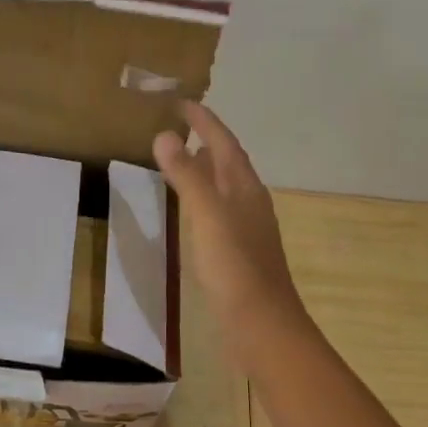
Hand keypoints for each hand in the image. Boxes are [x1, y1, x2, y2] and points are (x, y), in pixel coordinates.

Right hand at [154, 102, 305, 331]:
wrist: (262, 324)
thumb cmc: (234, 266)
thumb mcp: (207, 215)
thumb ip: (187, 175)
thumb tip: (165, 134)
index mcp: (245, 188)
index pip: (224, 143)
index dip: (204, 121)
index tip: (181, 102)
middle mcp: (250, 202)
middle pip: (228, 161)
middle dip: (206, 140)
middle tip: (178, 125)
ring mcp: (247, 228)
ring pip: (225, 187)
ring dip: (205, 168)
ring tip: (180, 158)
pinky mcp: (239, 251)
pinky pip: (219, 210)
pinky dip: (203, 197)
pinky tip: (191, 210)